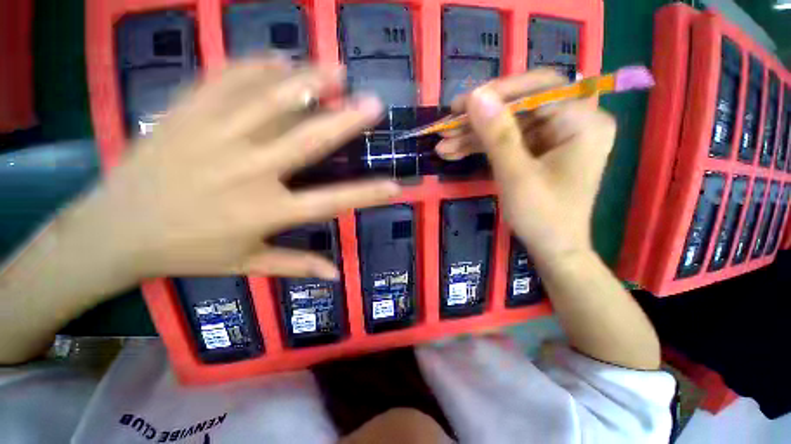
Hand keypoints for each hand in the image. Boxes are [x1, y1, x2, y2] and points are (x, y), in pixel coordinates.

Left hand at [79, 59, 398, 280]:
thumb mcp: (247, 265)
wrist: (114, 231)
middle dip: (345, 122)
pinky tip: (276, 59)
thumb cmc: (187, 252)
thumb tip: (337, 275)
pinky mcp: (184, 115)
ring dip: (307, 83)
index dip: (367, 195)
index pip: (331, 202)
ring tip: (335, 70)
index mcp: (266, 212)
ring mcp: (214, 138)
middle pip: (307, 142)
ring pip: (269, 102)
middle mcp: (248, 172)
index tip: (395, 186)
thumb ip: (297, 266)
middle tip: (373, 104)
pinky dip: (253, 67)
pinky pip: (223, 82)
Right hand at [437, 70, 615, 262]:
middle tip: (446, 126)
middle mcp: (571, 123)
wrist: (553, 249)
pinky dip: (480, 147)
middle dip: (478, 119)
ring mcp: (552, 138)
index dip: (499, 92)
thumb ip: (496, 134)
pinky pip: (506, 142)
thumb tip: (475, 96)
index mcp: (582, 122)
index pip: (541, 87)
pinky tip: (454, 152)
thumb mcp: (516, 175)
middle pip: (519, 107)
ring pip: (507, 126)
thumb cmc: (542, 216)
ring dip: (473, 136)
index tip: (463, 103)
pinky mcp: (537, 152)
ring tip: (442, 144)